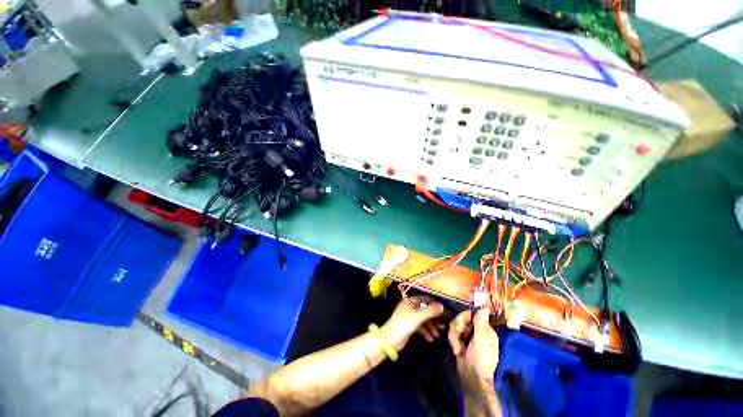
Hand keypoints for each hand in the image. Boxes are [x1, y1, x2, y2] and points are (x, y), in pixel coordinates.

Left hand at [381, 296, 444, 350]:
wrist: (390, 339)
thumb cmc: (404, 324)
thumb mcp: (418, 317)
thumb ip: (430, 311)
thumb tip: (442, 306)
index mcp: (410, 301)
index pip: (424, 299)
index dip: (433, 303)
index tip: (443, 310)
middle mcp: (409, 307)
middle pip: (424, 310)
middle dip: (433, 317)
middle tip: (443, 324)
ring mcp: (409, 316)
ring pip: (423, 319)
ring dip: (430, 326)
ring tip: (437, 335)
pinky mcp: (409, 326)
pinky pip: (420, 326)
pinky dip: (425, 331)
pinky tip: (430, 339)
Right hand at [448, 308, 498, 380]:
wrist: (471, 378)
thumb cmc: (480, 360)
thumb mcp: (481, 341)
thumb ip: (480, 323)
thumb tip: (485, 308)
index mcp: (485, 329)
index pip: (471, 314)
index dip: (463, 318)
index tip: (461, 327)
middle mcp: (477, 330)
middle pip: (461, 318)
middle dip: (457, 328)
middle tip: (459, 338)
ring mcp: (468, 336)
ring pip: (455, 325)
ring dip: (454, 337)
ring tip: (458, 348)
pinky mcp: (461, 340)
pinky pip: (453, 333)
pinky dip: (453, 341)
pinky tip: (457, 350)